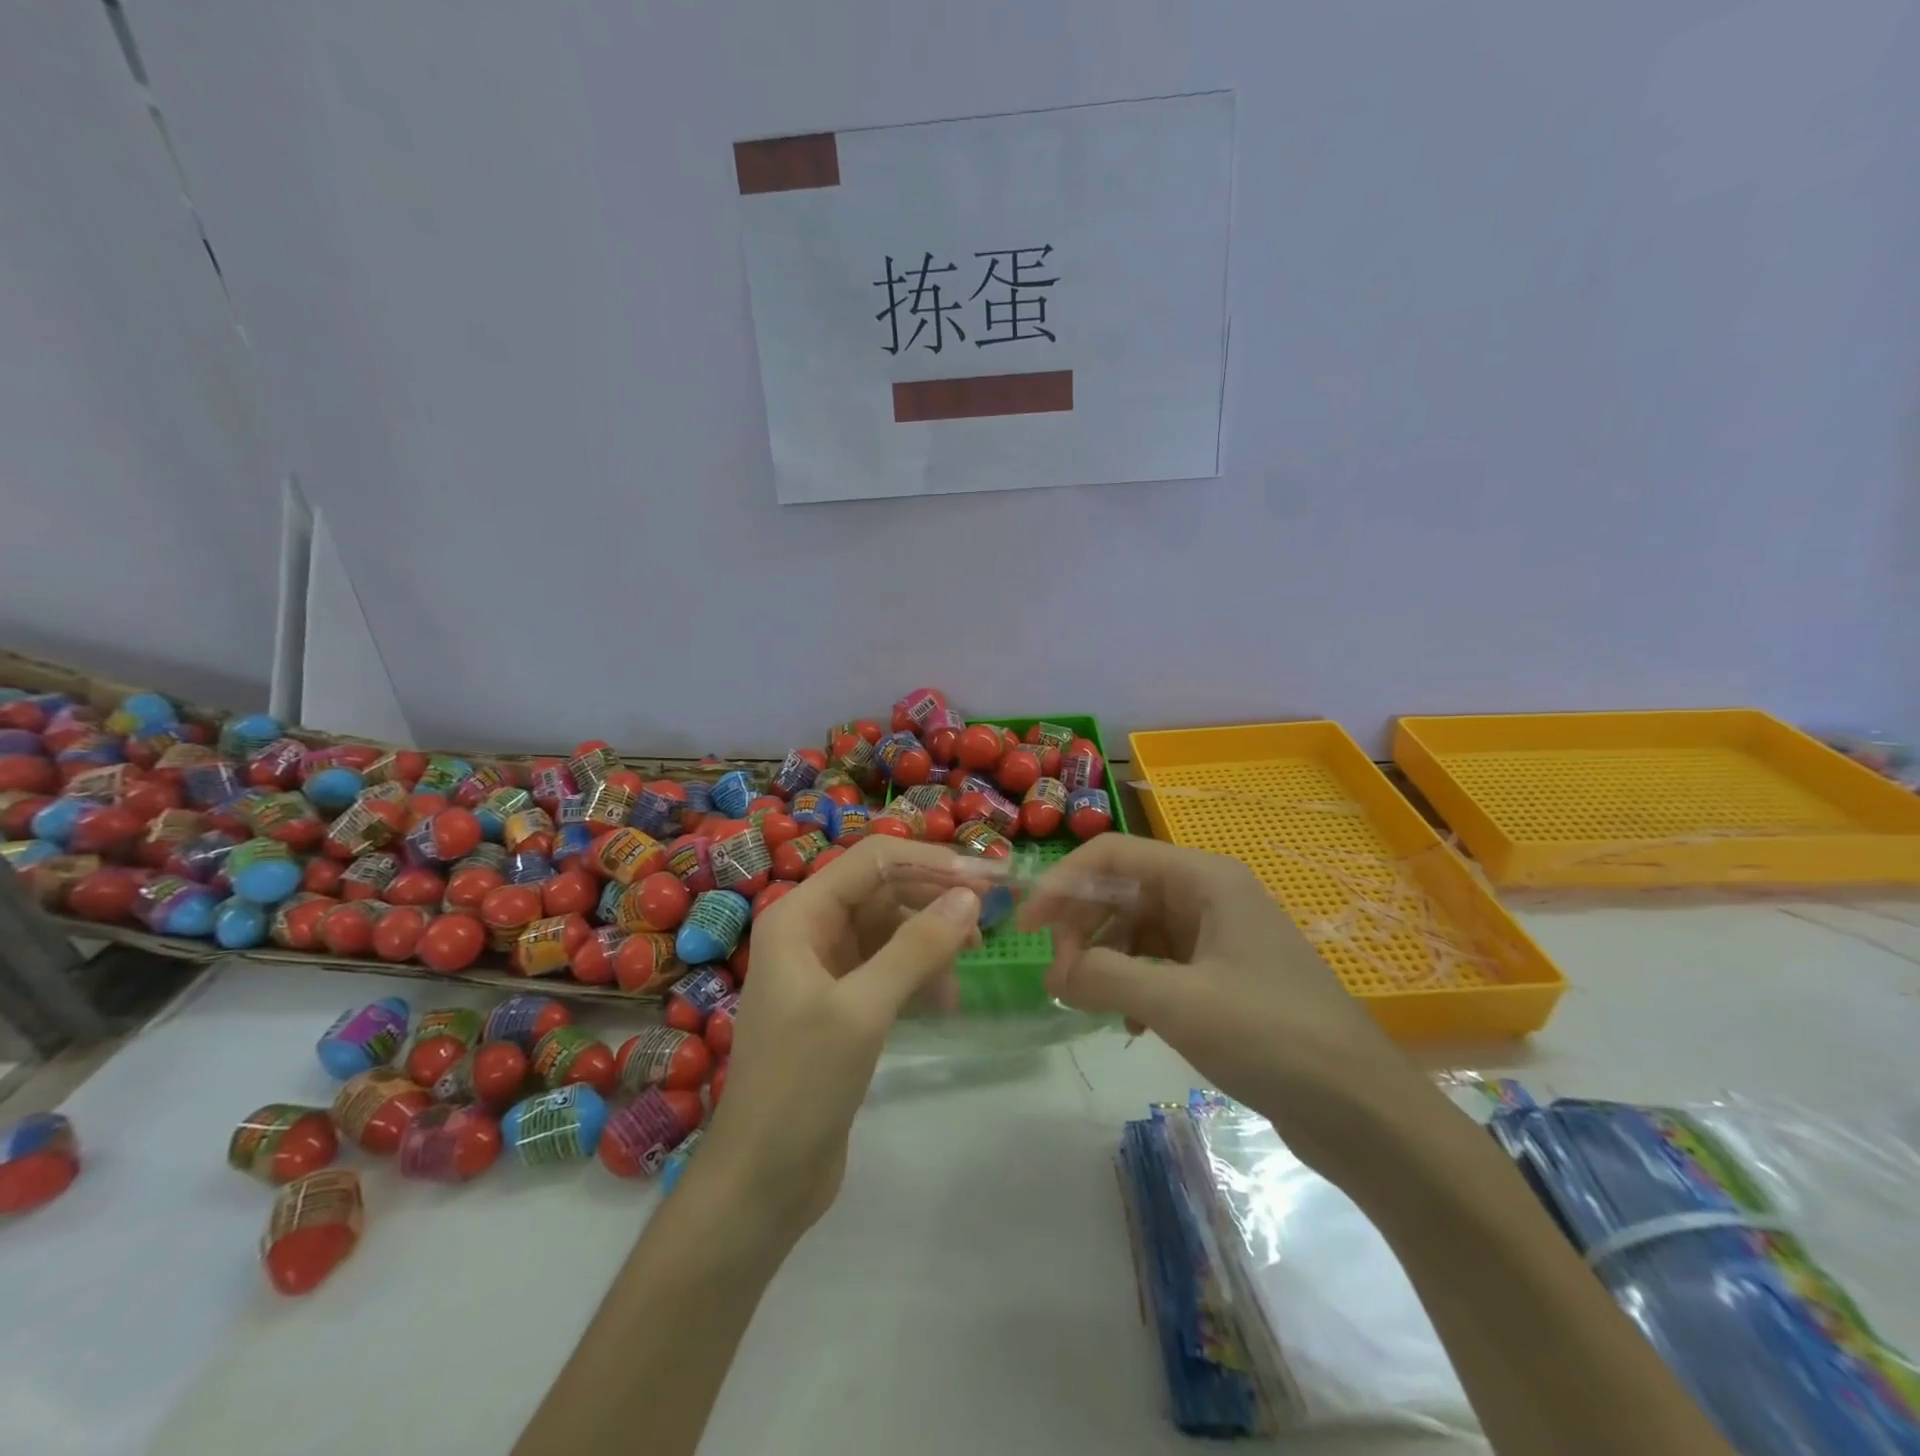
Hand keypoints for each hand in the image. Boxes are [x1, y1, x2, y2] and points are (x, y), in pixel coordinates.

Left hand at [702, 837, 981, 1233]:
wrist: (762, 1181)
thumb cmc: (801, 1085)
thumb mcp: (862, 1010)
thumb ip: (916, 947)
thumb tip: (969, 895)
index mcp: (798, 916)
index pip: (872, 861)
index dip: (929, 862)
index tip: (985, 880)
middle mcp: (809, 930)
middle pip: (882, 891)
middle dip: (933, 901)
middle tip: (986, 924)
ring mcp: (825, 968)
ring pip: (889, 929)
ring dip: (929, 943)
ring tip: (962, 973)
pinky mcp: (841, 1003)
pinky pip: (888, 966)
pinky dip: (918, 974)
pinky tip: (943, 1001)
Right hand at [1018, 835, 1405, 1164]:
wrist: (1363, 1111)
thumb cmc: (1272, 1038)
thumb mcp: (1178, 1004)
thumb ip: (1105, 977)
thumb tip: (1056, 974)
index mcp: (1205, 878)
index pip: (1113, 855)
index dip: (1063, 883)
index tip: (1027, 927)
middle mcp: (1210, 894)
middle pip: (1123, 890)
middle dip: (1083, 928)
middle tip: (1059, 979)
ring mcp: (1219, 935)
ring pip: (1138, 928)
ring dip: (1106, 960)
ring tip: (1088, 1002)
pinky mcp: (1224, 974)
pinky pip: (1160, 962)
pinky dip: (1134, 983)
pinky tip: (1131, 1024)